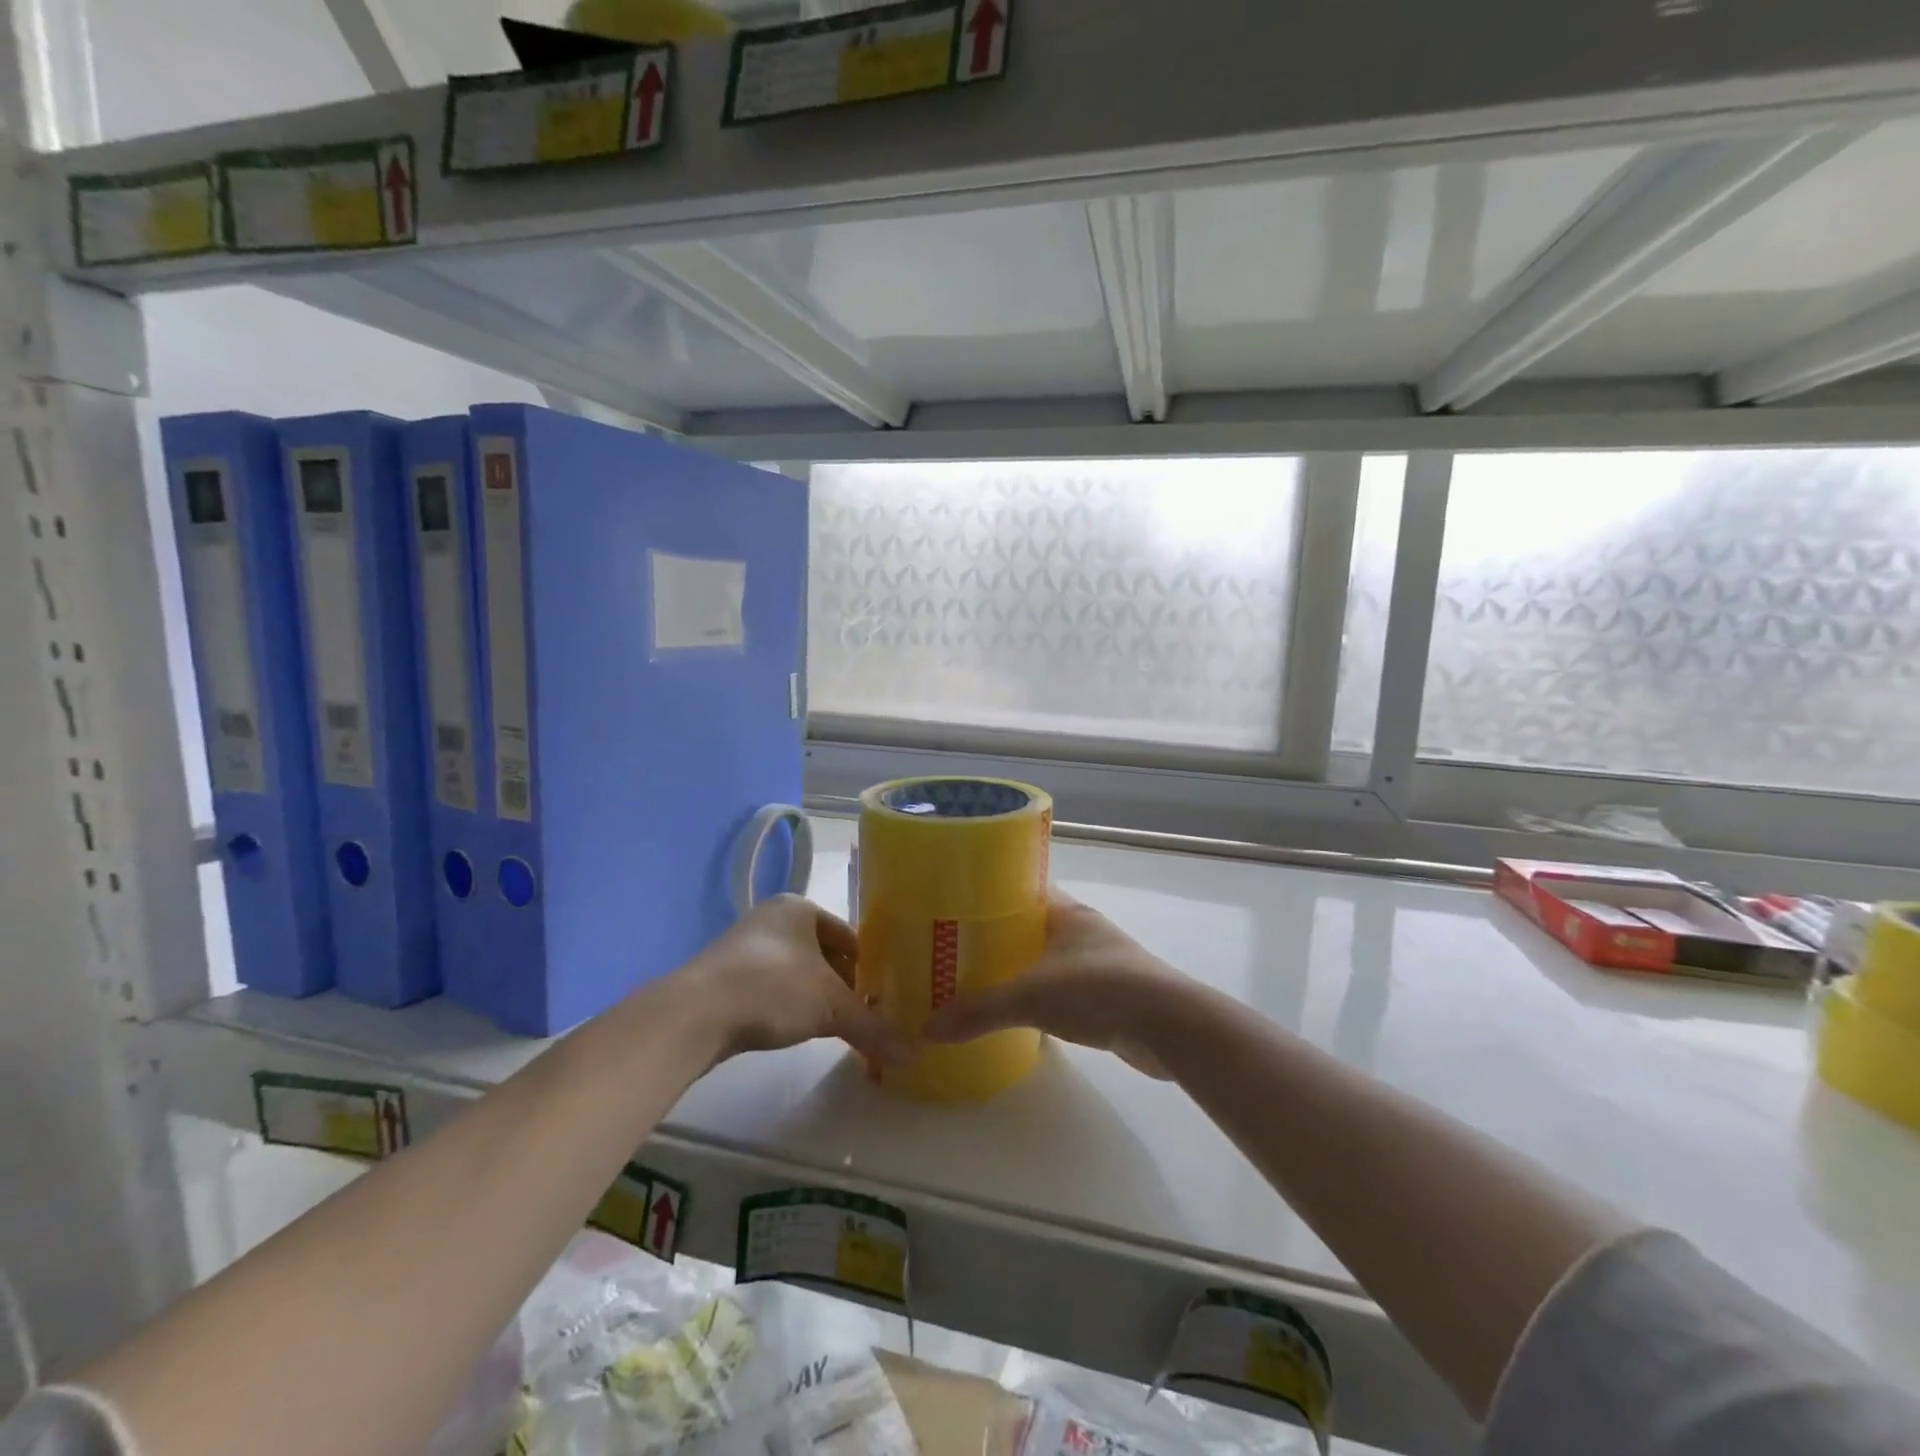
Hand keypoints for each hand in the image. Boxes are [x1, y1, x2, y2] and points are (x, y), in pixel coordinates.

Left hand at [684, 895, 909, 1065]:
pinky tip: (794, 1029)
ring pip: (795, 971)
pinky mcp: (723, 977)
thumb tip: (913, 1054)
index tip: (883, 994)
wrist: (696, 1014)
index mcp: (799, 907)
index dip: (868, 965)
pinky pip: (769, 987)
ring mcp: (743, 946)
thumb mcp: (832, 1007)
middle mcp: (771, 918)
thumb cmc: (773, 989)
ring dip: (814, 995)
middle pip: (822, 953)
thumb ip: (873, 1027)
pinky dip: (787, 1005)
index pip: (848, 934)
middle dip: (842, 983)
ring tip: (834, 1026)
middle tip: (863, 1013)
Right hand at [922, 890, 1184, 1075]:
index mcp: (1067, 912)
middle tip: (958, 952)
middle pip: (1033, 927)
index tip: (957, 909)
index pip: (1023, 890)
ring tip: (981, 983)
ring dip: (1023, 969)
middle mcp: (1084, 930)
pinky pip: (1065, 988)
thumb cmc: (1098, 989)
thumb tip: (927, 1029)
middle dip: (1001, 939)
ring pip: (1049, 959)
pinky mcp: (1111, 994)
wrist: (1168, 1026)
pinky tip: (1021, 1015)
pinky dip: (1044, 997)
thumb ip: (979, 1012)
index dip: (991, 897)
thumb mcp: (1030, 997)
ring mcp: (1101, 962)